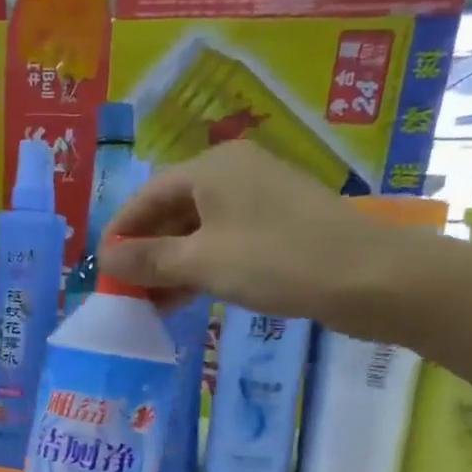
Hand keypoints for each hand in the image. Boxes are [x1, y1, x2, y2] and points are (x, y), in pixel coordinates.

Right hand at [101, 141, 428, 334]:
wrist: (370, 277)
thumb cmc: (277, 261)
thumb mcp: (202, 262)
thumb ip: (149, 259)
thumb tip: (105, 257)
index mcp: (212, 168)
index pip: (147, 196)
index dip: (120, 233)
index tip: (101, 270)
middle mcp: (233, 173)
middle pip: (171, 211)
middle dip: (145, 252)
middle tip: (125, 292)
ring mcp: (258, 199)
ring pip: (197, 230)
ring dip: (171, 265)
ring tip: (151, 303)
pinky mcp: (277, 225)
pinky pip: (223, 241)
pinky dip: (200, 266)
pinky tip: (187, 297)